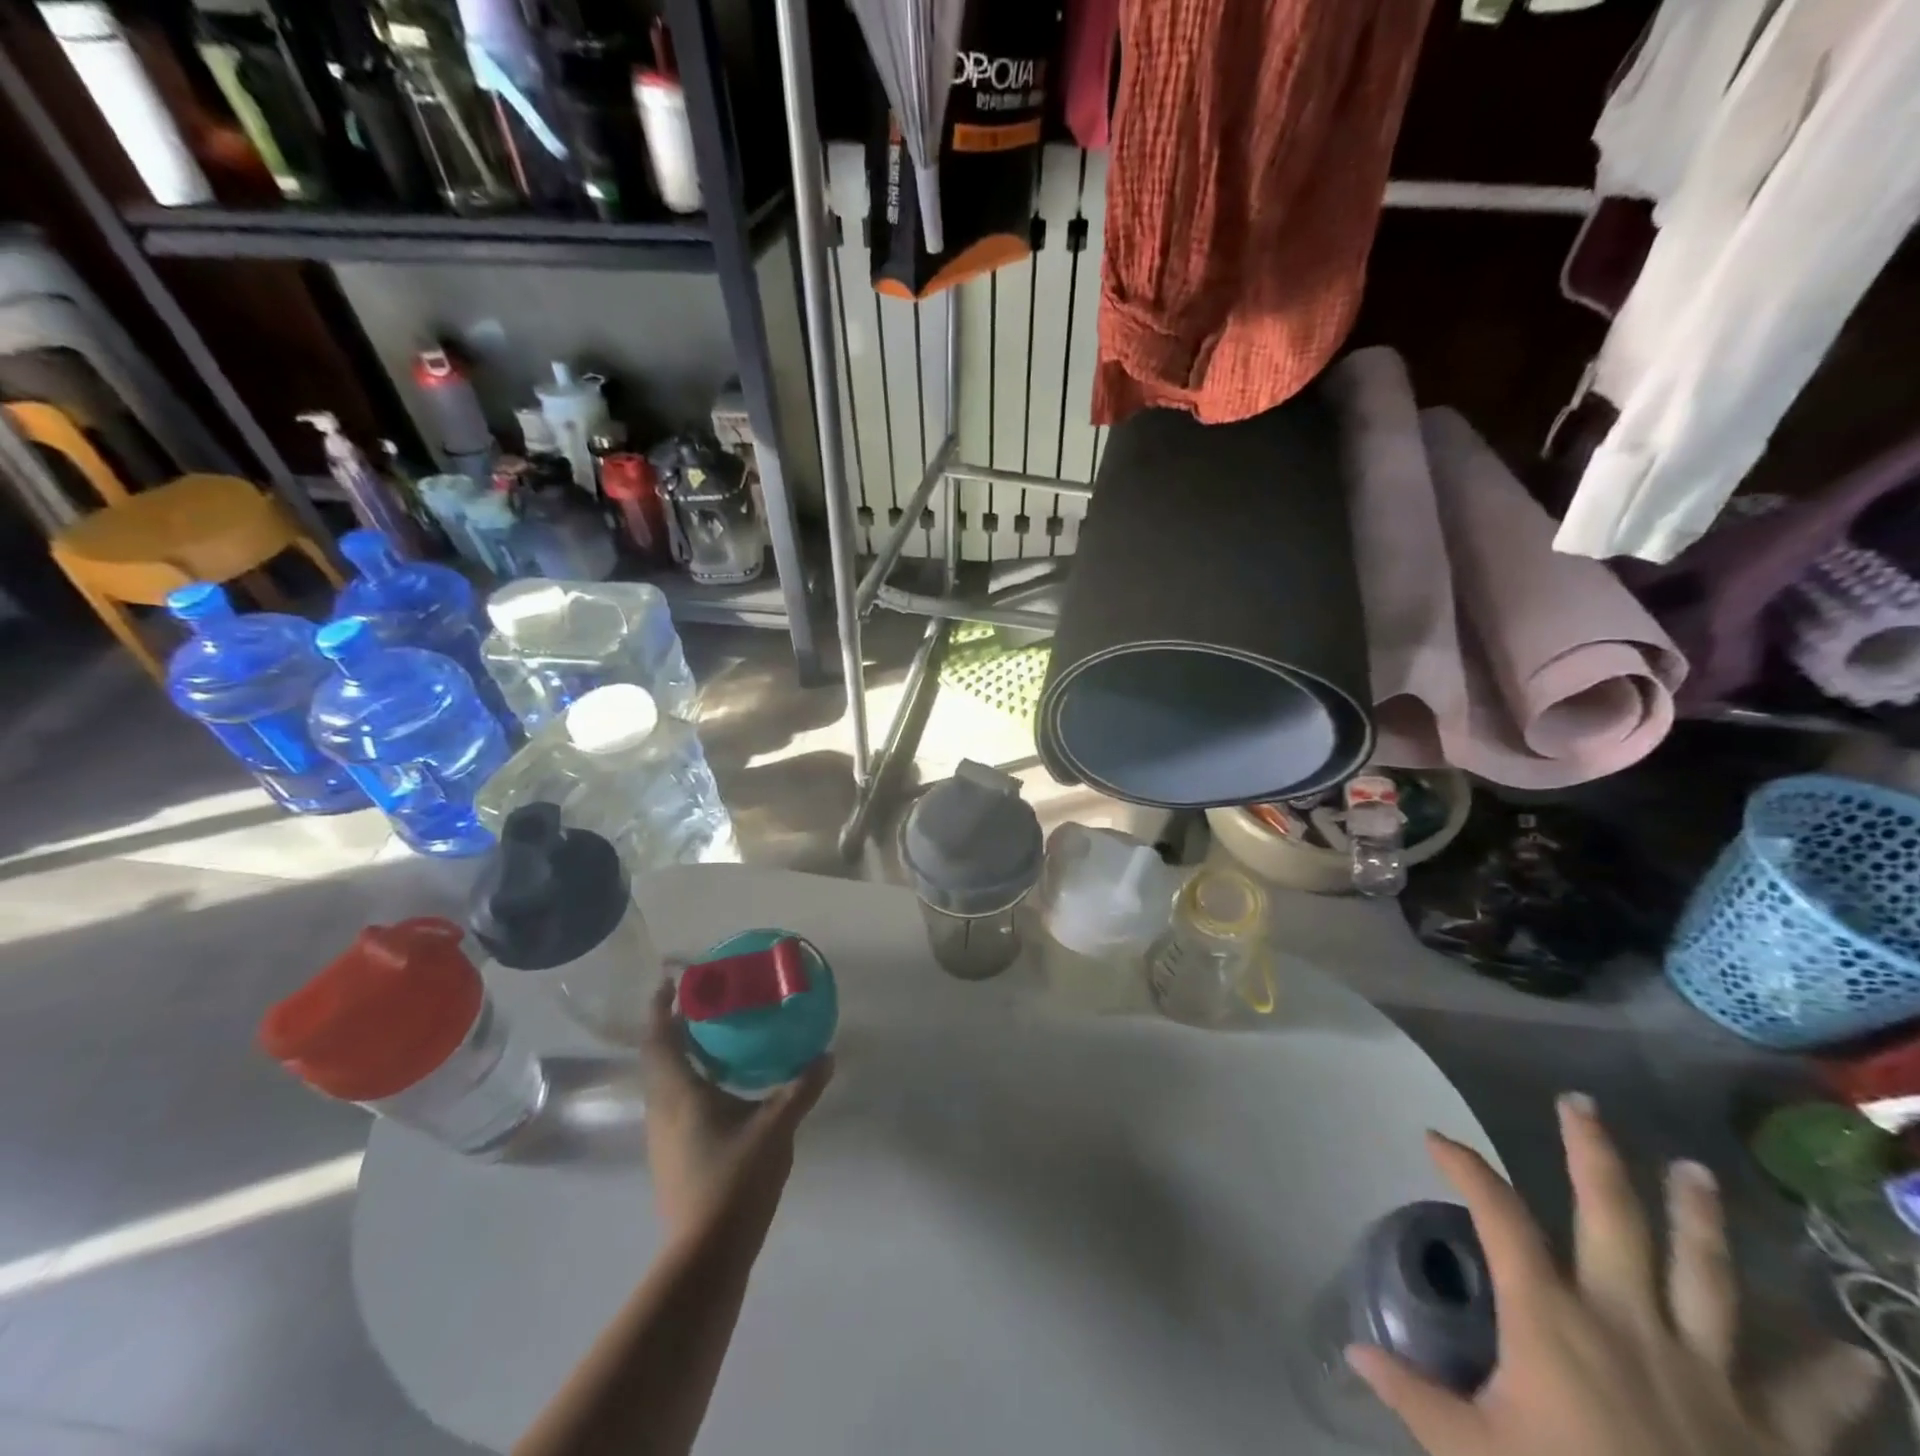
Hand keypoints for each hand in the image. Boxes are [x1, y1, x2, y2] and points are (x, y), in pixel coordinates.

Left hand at [639, 980, 832, 1237]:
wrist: (705, 1255)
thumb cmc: (735, 1181)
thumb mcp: (776, 1128)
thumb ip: (801, 1089)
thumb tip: (826, 1055)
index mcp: (679, 1092)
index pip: (660, 1037)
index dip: (662, 1005)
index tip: (674, 979)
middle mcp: (663, 1108)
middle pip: (658, 1055)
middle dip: (675, 1024)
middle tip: (707, 1001)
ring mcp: (663, 1136)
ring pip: (665, 1080)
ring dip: (682, 1053)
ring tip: (716, 1036)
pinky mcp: (672, 1155)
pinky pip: (675, 1101)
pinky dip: (691, 1079)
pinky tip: (722, 1086)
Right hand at [1348, 1094, 1883, 1455]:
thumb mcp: (1473, 1455)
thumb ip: (1414, 1397)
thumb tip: (1356, 1352)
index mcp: (1552, 1319)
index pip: (1498, 1217)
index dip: (1466, 1169)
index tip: (1437, 1138)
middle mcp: (1626, 1322)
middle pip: (1612, 1218)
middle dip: (1592, 1154)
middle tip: (1581, 1104)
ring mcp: (1707, 1374)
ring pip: (1706, 1277)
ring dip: (1700, 1220)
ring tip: (1695, 1172)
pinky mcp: (1773, 1437)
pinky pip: (1808, 1402)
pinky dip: (1832, 1378)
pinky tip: (1855, 1356)